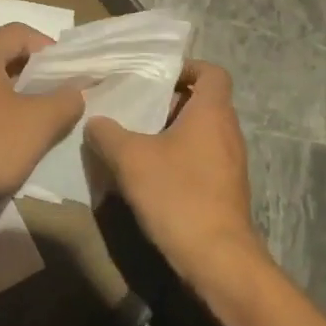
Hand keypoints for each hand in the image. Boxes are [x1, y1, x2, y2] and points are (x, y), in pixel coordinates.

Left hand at [0, 24, 84, 197]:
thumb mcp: (41, 120)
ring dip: (28, 93)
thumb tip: (77, 91)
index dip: (49, 47)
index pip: (19, 32)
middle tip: (65, 91)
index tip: (69, 72)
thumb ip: (66, 99)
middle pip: (8, 55)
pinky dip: (11, 110)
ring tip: (53, 113)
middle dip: (40, 71)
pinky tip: (29, 132)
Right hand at [85, 61, 264, 282]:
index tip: (156, 75)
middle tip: (134, 109)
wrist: (216, 258)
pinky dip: (177, 159)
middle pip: (202, 103)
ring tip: (134, 141)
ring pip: (199, 134)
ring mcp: (230, 164)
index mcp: (212, 113)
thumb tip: (95, 121)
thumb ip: (108, 133)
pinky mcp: (225, 190)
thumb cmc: (177, 194)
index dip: (187, 67)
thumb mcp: (130, 158)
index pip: (212, 72)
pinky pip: (200, 160)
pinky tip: (148, 176)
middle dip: (168, 103)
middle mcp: (227, 133)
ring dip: (169, 133)